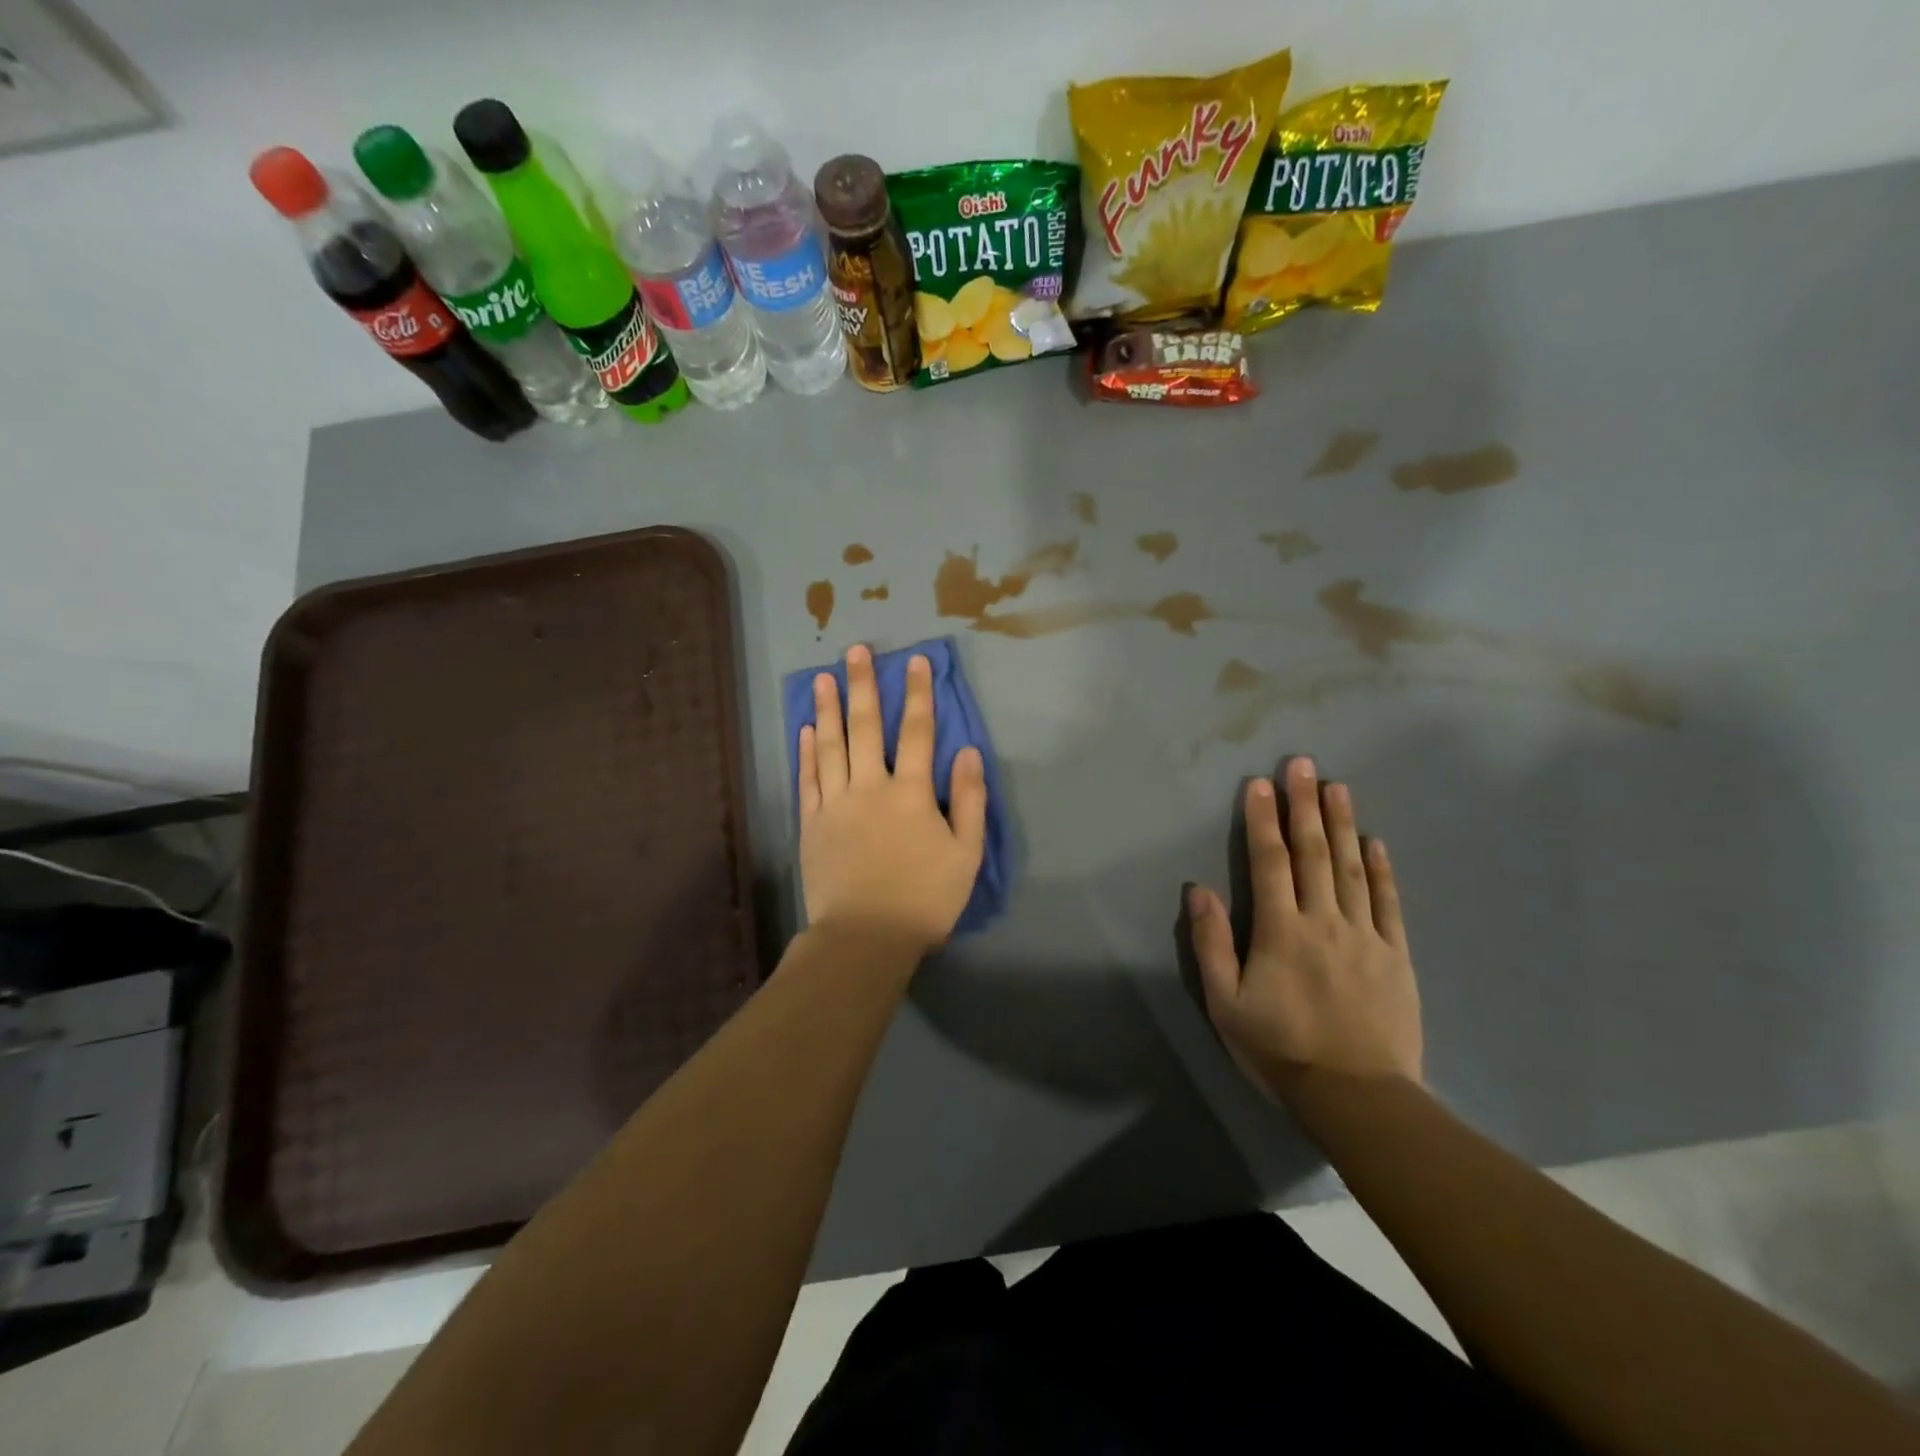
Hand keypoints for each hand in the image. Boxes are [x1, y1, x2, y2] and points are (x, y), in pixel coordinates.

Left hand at [798, 645, 987, 953]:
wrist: (866, 937)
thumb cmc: (925, 899)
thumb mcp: (966, 854)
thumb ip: (970, 800)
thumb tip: (969, 752)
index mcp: (912, 793)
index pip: (919, 732)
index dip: (919, 694)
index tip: (916, 661)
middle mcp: (871, 787)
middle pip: (867, 727)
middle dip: (863, 686)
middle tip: (855, 650)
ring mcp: (836, 804)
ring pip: (831, 746)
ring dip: (828, 709)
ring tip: (822, 677)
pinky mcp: (812, 824)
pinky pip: (808, 779)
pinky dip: (806, 752)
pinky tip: (805, 730)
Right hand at [1187, 758, 1422, 1105]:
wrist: (1358, 1098)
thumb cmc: (1280, 1050)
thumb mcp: (1225, 1003)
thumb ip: (1211, 943)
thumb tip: (1199, 889)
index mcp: (1280, 930)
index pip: (1269, 862)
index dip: (1263, 820)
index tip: (1260, 784)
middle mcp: (1323, 921)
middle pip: (1312, 853)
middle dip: (1304, 805)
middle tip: (1302, 764)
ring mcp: (1364, 936)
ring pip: (1350, 868)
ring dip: (1341, 824)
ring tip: (1337, 786)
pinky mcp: (1394, 956)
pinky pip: (1387, 903)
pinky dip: (1380, 869)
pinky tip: (1374, 842)